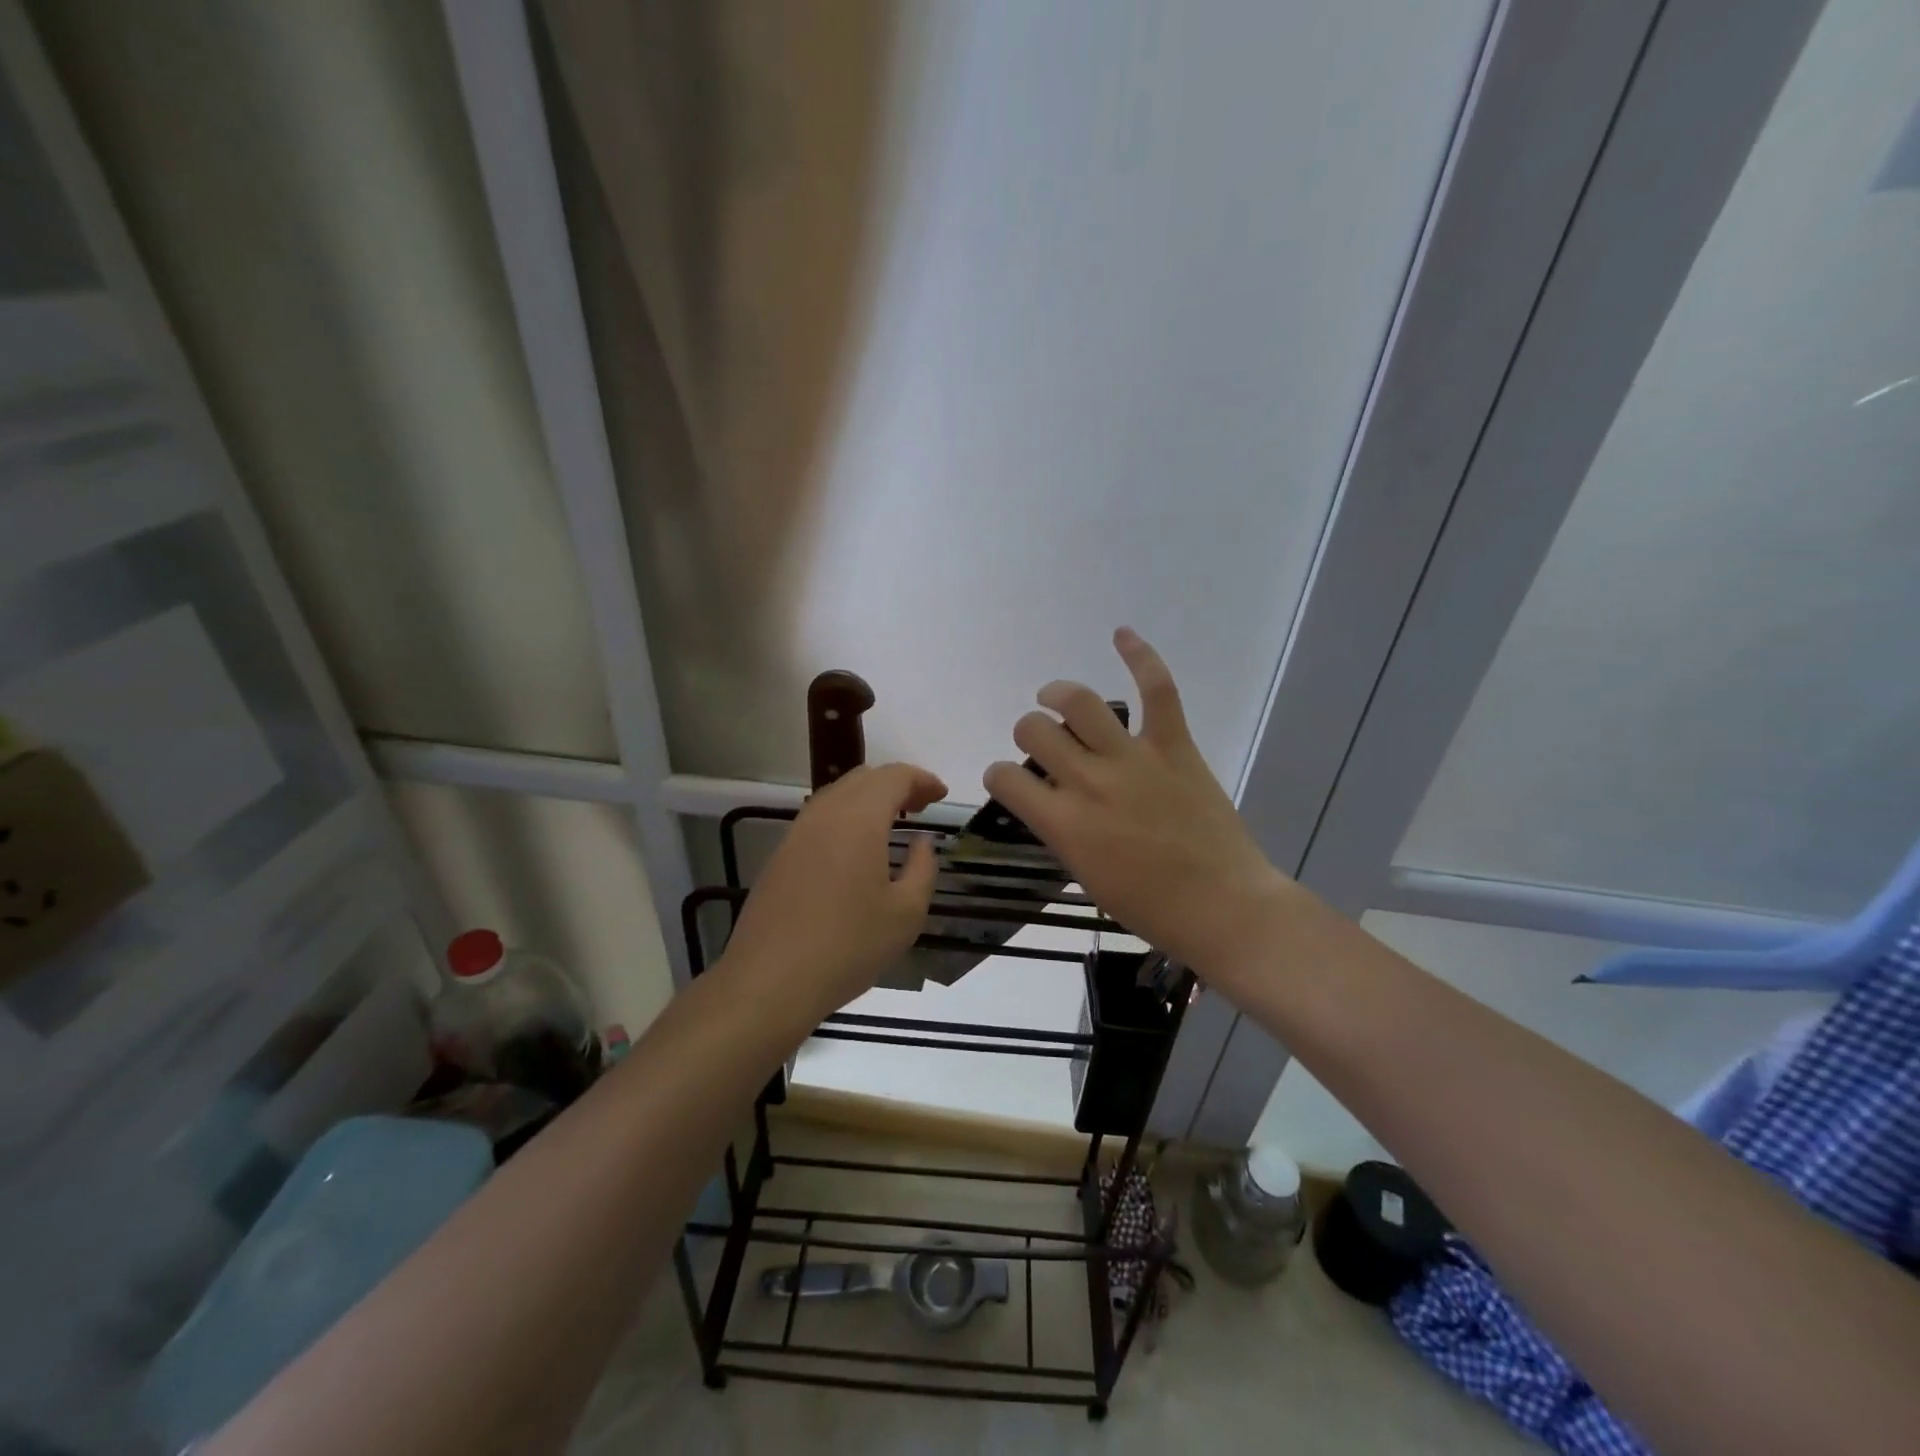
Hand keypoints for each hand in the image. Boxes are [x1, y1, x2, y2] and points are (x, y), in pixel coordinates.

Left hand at [720, 762, 946, 1021]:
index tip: (941, 796)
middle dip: (897, 785)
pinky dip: (846, 817)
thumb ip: (923, 868)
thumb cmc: (848, 946)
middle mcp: (825, 813)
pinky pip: (820, 817)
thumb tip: (922, 843)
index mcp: (859, 818)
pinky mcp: (780, 854)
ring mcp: (797, 832)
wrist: (769, 980)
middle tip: (921, 807)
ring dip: (869, 799)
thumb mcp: (906, 913)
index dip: (922, 780)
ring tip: (892, 824)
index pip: (894, 777)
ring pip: (838, 795)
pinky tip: (856, 848)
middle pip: (864, 778)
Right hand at [983, 628, 1289, 983]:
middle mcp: (1089, 781)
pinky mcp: (1173, 746)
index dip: (999, 776)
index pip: (1006, 779)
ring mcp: (1133, 758)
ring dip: (1058, 694)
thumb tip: (1052, 801)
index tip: (1009, 780)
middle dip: (1028, 732)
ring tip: (1054, 696)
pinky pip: (1157, 690)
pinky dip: (1140, 656)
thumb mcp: (1087, 876)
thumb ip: (1062, 831)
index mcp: (1064, 822)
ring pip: (1080, 703)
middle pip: (1035, 730)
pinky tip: (1122, 634)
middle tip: (1042, 743)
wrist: (1223, 906)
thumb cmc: (1150, 907)